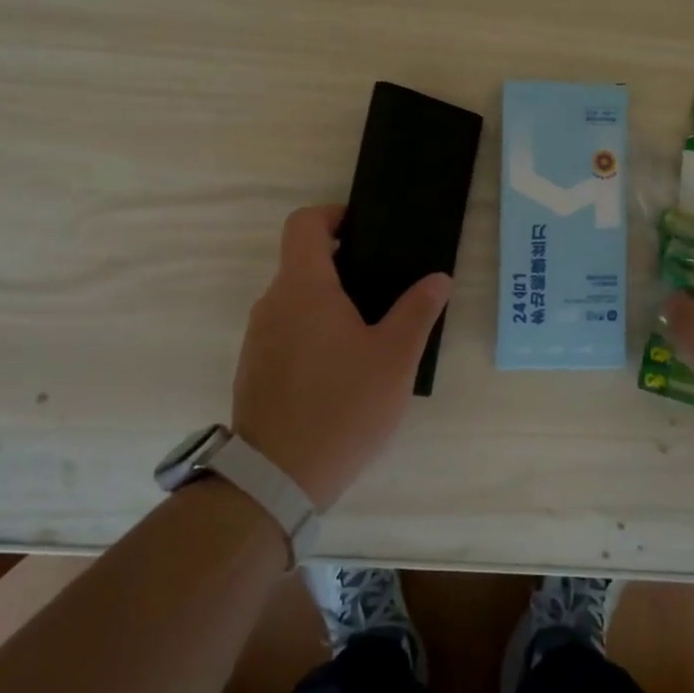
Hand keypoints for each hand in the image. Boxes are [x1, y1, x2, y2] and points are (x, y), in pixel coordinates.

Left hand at [232, 204, 450, 510]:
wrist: (277, 477)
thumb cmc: (343, 406)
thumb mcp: (395, 358)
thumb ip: (417, 311)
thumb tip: (438, 278)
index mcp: (304, 288)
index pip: (304, 224)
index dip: (333, 215)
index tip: (365, 230)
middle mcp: (272, 303)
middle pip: (302, 262)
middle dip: (343, 264)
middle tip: (385, 287)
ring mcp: (258, 337)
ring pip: (295, 299)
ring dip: (329, 301)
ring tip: (370, 331)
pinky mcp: (255, 368)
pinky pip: (286, 330)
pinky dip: (313, 331)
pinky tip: (342, 367)